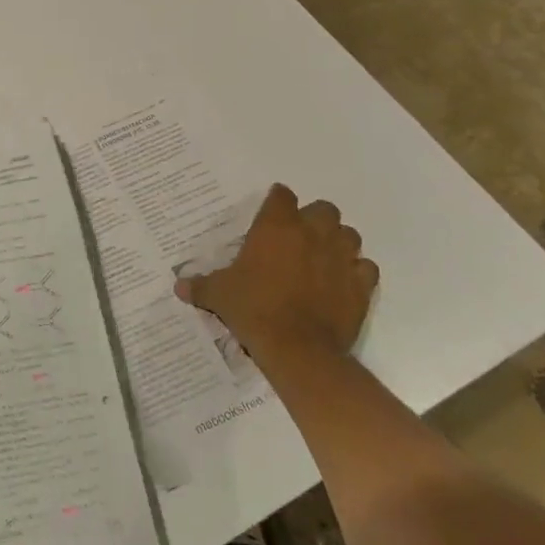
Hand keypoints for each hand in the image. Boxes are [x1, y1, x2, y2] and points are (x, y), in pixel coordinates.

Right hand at [175, 184, 377, 365]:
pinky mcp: (361, 286)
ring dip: (338, 241)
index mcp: (276, 227)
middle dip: (314, 218)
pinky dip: (357, 271)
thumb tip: (178, 286)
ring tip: (324, 256)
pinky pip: (366, 268)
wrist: (298, 349)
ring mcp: (341, 258)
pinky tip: (343, 282)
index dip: (277, 202)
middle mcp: (312, 234)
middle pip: (324, 209)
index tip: (271, 212)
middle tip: (299, 236)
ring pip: (349, 235)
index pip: (282, 195)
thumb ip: (200, 285)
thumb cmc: (254, 309)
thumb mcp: (219, 295)